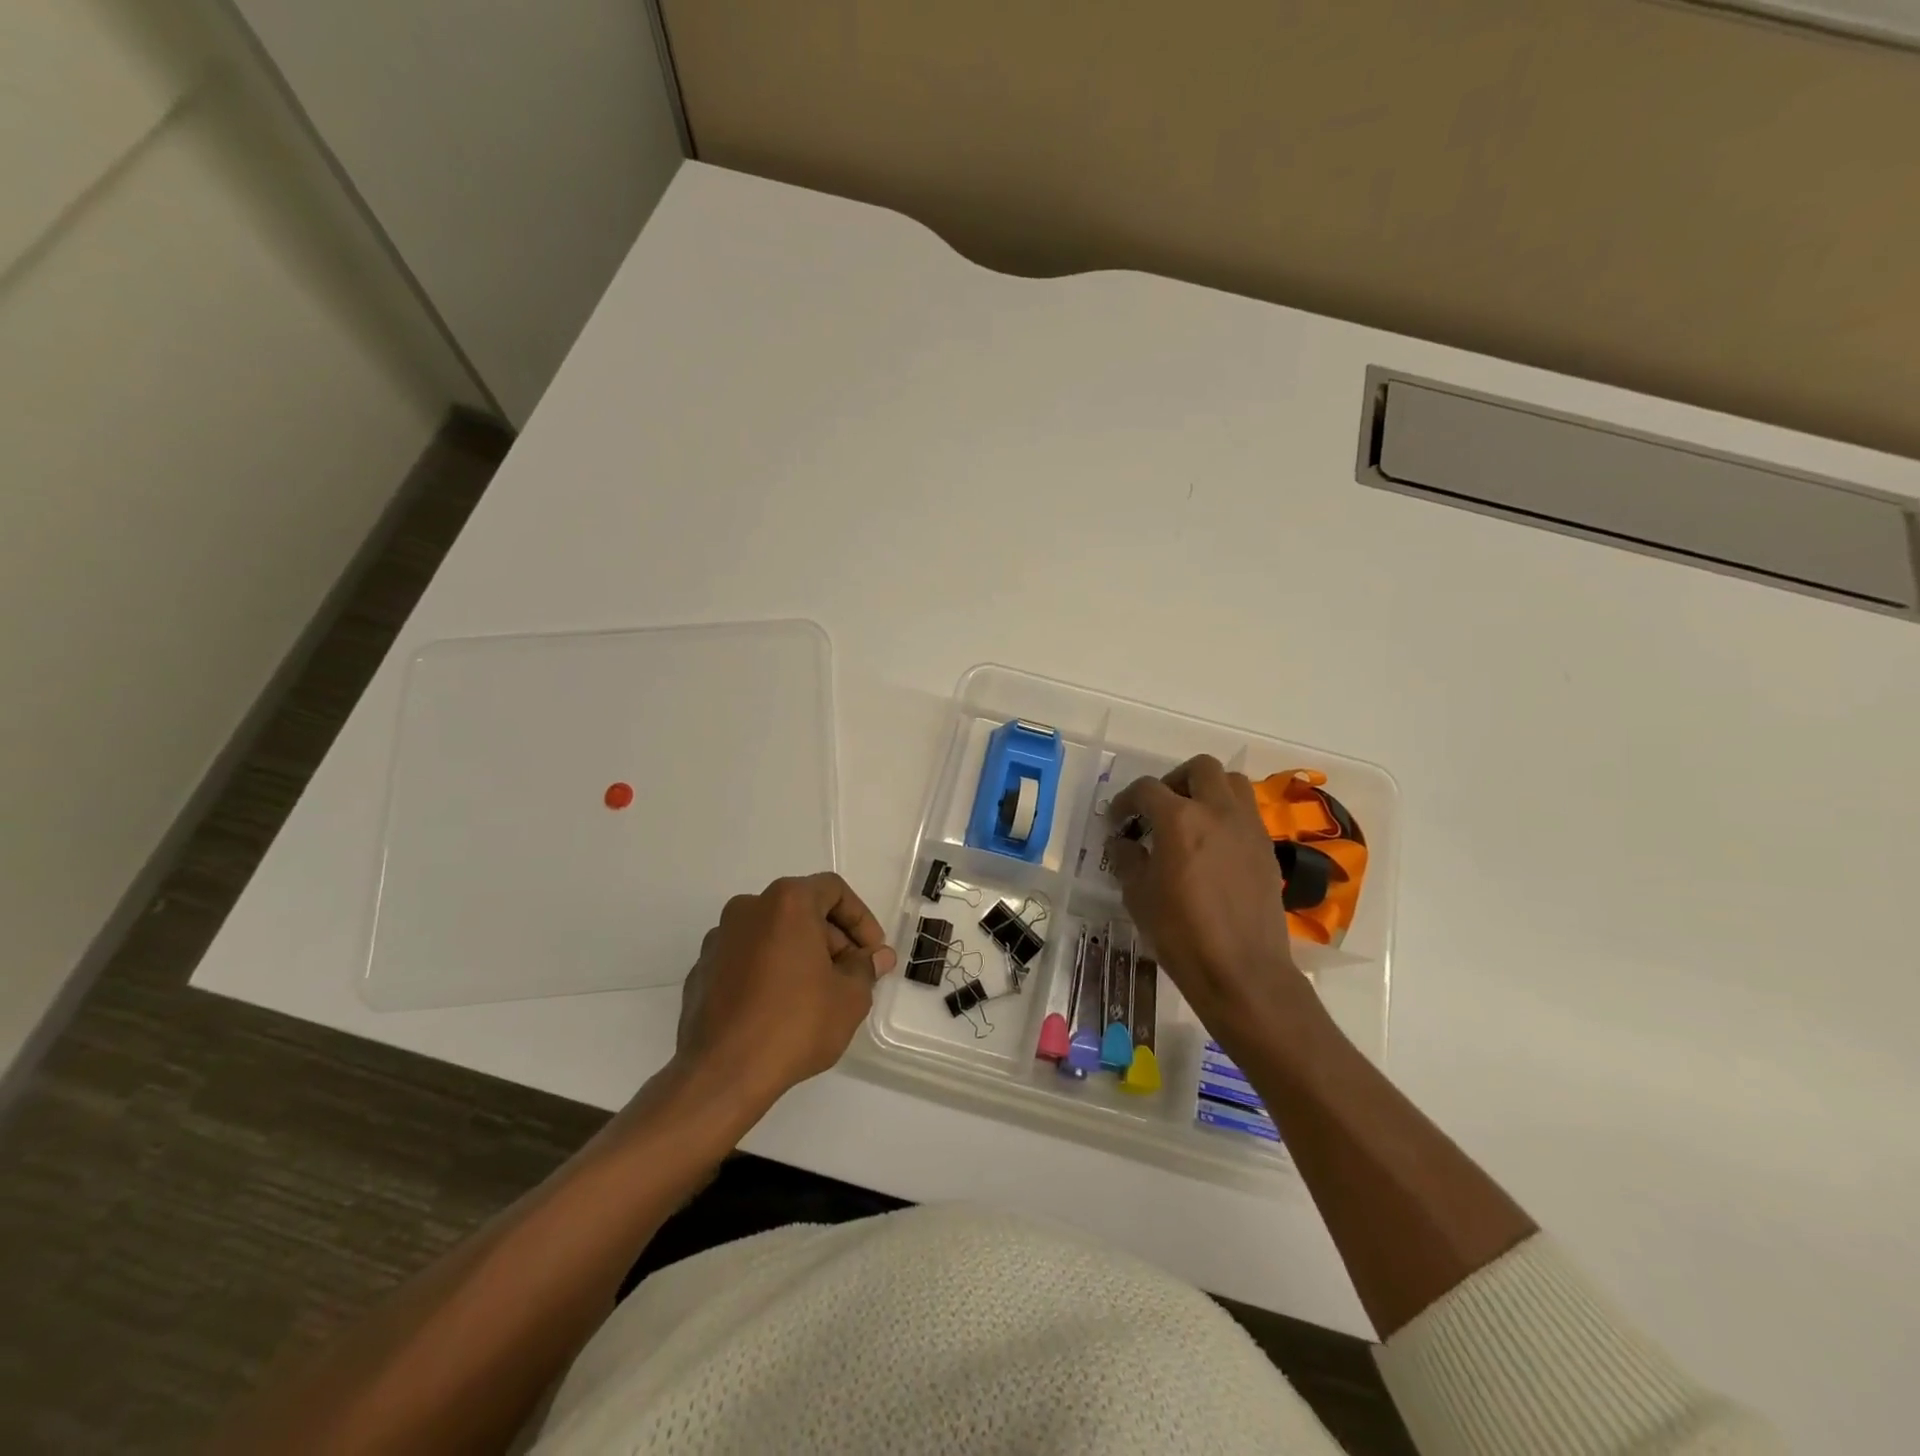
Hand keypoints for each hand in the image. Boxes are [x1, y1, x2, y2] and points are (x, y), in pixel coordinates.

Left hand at [674, 873, 897, 1106]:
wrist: (721, 1074)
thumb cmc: (795, 1024)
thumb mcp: (849, 997)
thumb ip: (865, 968)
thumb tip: (876, 957)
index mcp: (786, 902)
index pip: (833, 890)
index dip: (860, 919)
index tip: (871, 953)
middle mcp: (747, 909)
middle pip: (801, 910)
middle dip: (831, 939)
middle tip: (850, 977)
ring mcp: (718, 940)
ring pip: (772, 934)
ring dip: (799, 954)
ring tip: (817, 995)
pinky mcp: (701, 971)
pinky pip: (746, 959)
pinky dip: (768, 971)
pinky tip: (779, 1009)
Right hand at [1107, 755, 1314, 1040]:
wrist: (1242, 971)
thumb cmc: (1181, 934)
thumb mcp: (1138, 895)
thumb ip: (1126, 859)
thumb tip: (1122, 842)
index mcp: (1179, 819)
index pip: (1146, 789)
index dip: (1125, 801)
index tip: (1117, 821)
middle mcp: (1217, 811)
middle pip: (1199, 769)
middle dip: (1174, 781)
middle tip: (1159, 809)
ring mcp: (1248, 828)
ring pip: (1232, 783)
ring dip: (1207, 790)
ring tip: (1190, 819)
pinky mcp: (1266, 848)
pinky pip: (1246, 813)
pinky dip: (1226, 816)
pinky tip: (1212, 848)